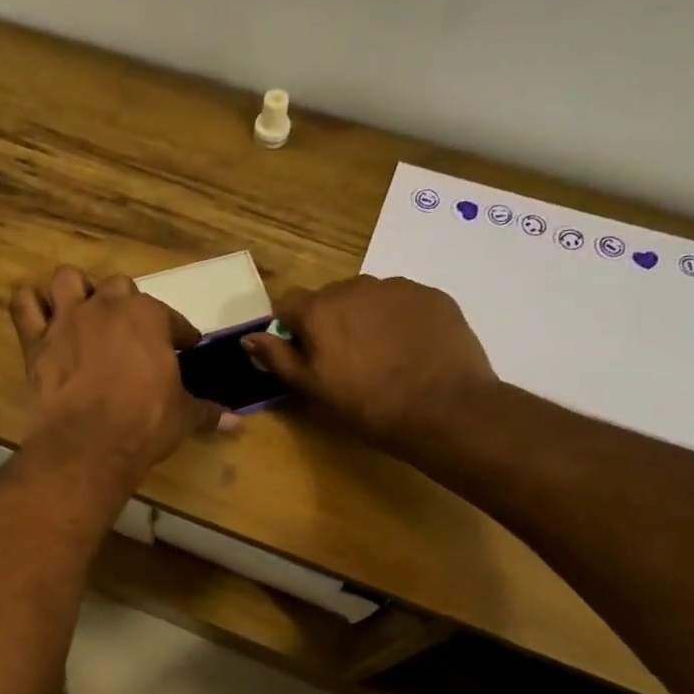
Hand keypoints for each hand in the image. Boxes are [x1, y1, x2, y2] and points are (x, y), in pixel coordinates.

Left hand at [11, 266, 223, 480]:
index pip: (171, 318)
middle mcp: (107, 306)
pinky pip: (24, 306)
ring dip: (76, 291)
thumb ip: (208, 411)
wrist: (90, 442)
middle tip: (130, 332)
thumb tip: (236, 422)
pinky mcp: (36, 341)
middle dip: (126, 305)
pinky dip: (30, 307)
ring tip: (82, 311)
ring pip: (68, 280)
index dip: (179, 332)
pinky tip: (39, 317)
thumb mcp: (183, 416)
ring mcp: (68, 319)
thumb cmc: (145, 422)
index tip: (184, 345)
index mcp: (149, 317)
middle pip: (119, 288)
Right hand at [243, 276, 498, 450]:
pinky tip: (412, 351)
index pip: (289, 305)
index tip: (306, 356)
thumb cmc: (368, 404)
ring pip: (369, 298)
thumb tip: (248, 337)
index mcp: (319, 309)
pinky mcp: (432, 295)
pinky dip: (400, 320)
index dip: (293, 330)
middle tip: (347, 361)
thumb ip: (278, 358)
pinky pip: (403, 302)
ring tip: (384, 356)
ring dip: (367, 319)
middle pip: (331, 299)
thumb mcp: (313, 388)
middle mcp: (355, 286)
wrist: (444, 408)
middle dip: (332, 322)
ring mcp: (398, 287)